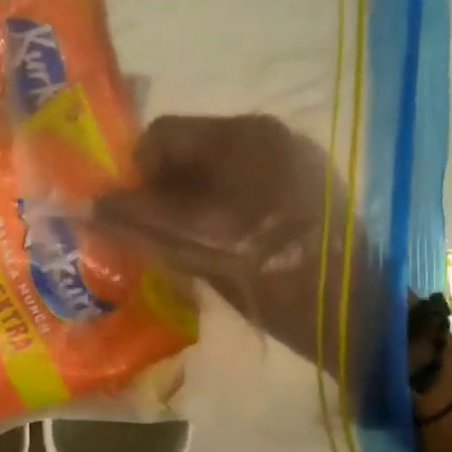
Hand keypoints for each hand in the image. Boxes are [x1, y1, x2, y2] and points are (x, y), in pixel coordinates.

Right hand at [93, 114, 388, 370]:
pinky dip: (221, 205)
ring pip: (214, 168)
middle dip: (163, 189)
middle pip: (189, 149)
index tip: (131, 220)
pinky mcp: (307, 184)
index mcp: (244, 139)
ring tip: (191, 244)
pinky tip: (228, 242)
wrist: (362, 317)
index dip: (135, 176)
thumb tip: (90, 206)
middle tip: (154, 236)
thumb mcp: (200, 252)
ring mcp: (292, 158)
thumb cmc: (278, 283)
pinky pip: (243, 181)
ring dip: (190, 200)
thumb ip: (141, 223)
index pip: (162, 136)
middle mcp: (268, 134)